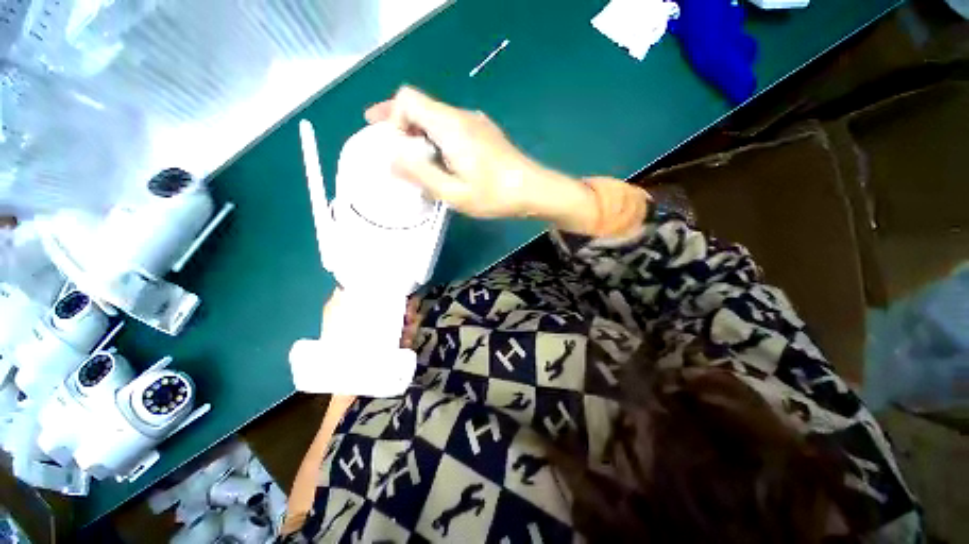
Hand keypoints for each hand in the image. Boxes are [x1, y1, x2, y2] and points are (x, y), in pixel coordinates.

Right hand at [365, 86, 592, 223]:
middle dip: (400, 123)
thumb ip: (420, 174)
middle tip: (389, 145)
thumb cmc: (494, 194)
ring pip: (437, 118)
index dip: (392, 115)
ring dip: (419, 134)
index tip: (391, 142)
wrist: (533, 190)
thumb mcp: (453, 192)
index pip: (409, 98)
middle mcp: (461, 116)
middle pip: (422, 106)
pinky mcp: (485, 134)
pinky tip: (441, 162)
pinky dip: (437, 140)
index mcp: (450, 125)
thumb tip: (392, 159)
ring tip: (413, 160)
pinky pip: (452, 129)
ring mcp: (476, 123)